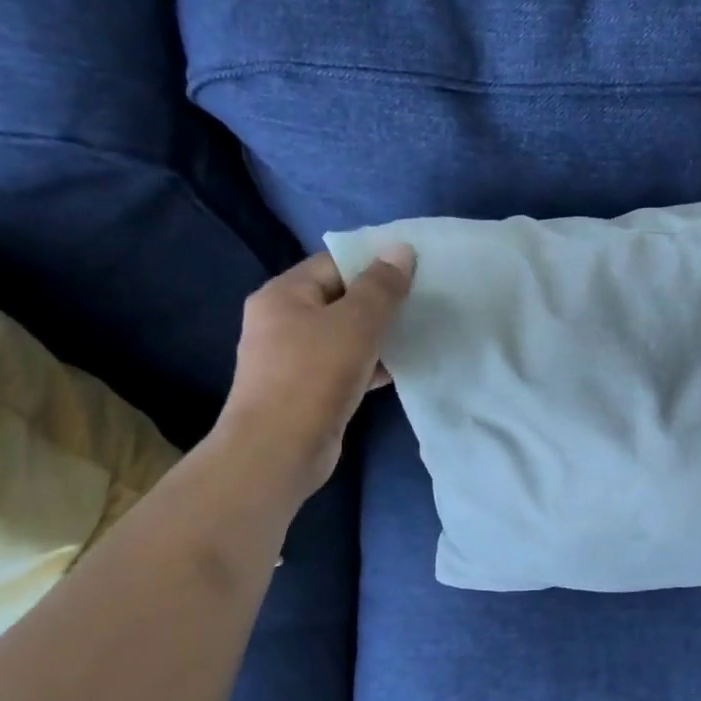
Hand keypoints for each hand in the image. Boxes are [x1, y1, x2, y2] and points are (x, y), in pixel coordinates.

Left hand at [216, 245, 414, 497]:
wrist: (279, 450)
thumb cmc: (315, 375)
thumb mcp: (356, 322)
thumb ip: (381, 286)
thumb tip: (400, 249)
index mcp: (284, 294)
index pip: (333, 263)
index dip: (373, 264)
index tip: (414, 273)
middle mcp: (281, 321)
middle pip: (339, 299)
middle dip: (379, 302)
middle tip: (421, 304)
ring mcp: (290, 359)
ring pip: (343, 335)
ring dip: (377, 336)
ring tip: (417, 335)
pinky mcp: (305, 391)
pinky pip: (342, 366)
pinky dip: (368, 364)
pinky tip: (398, 369)